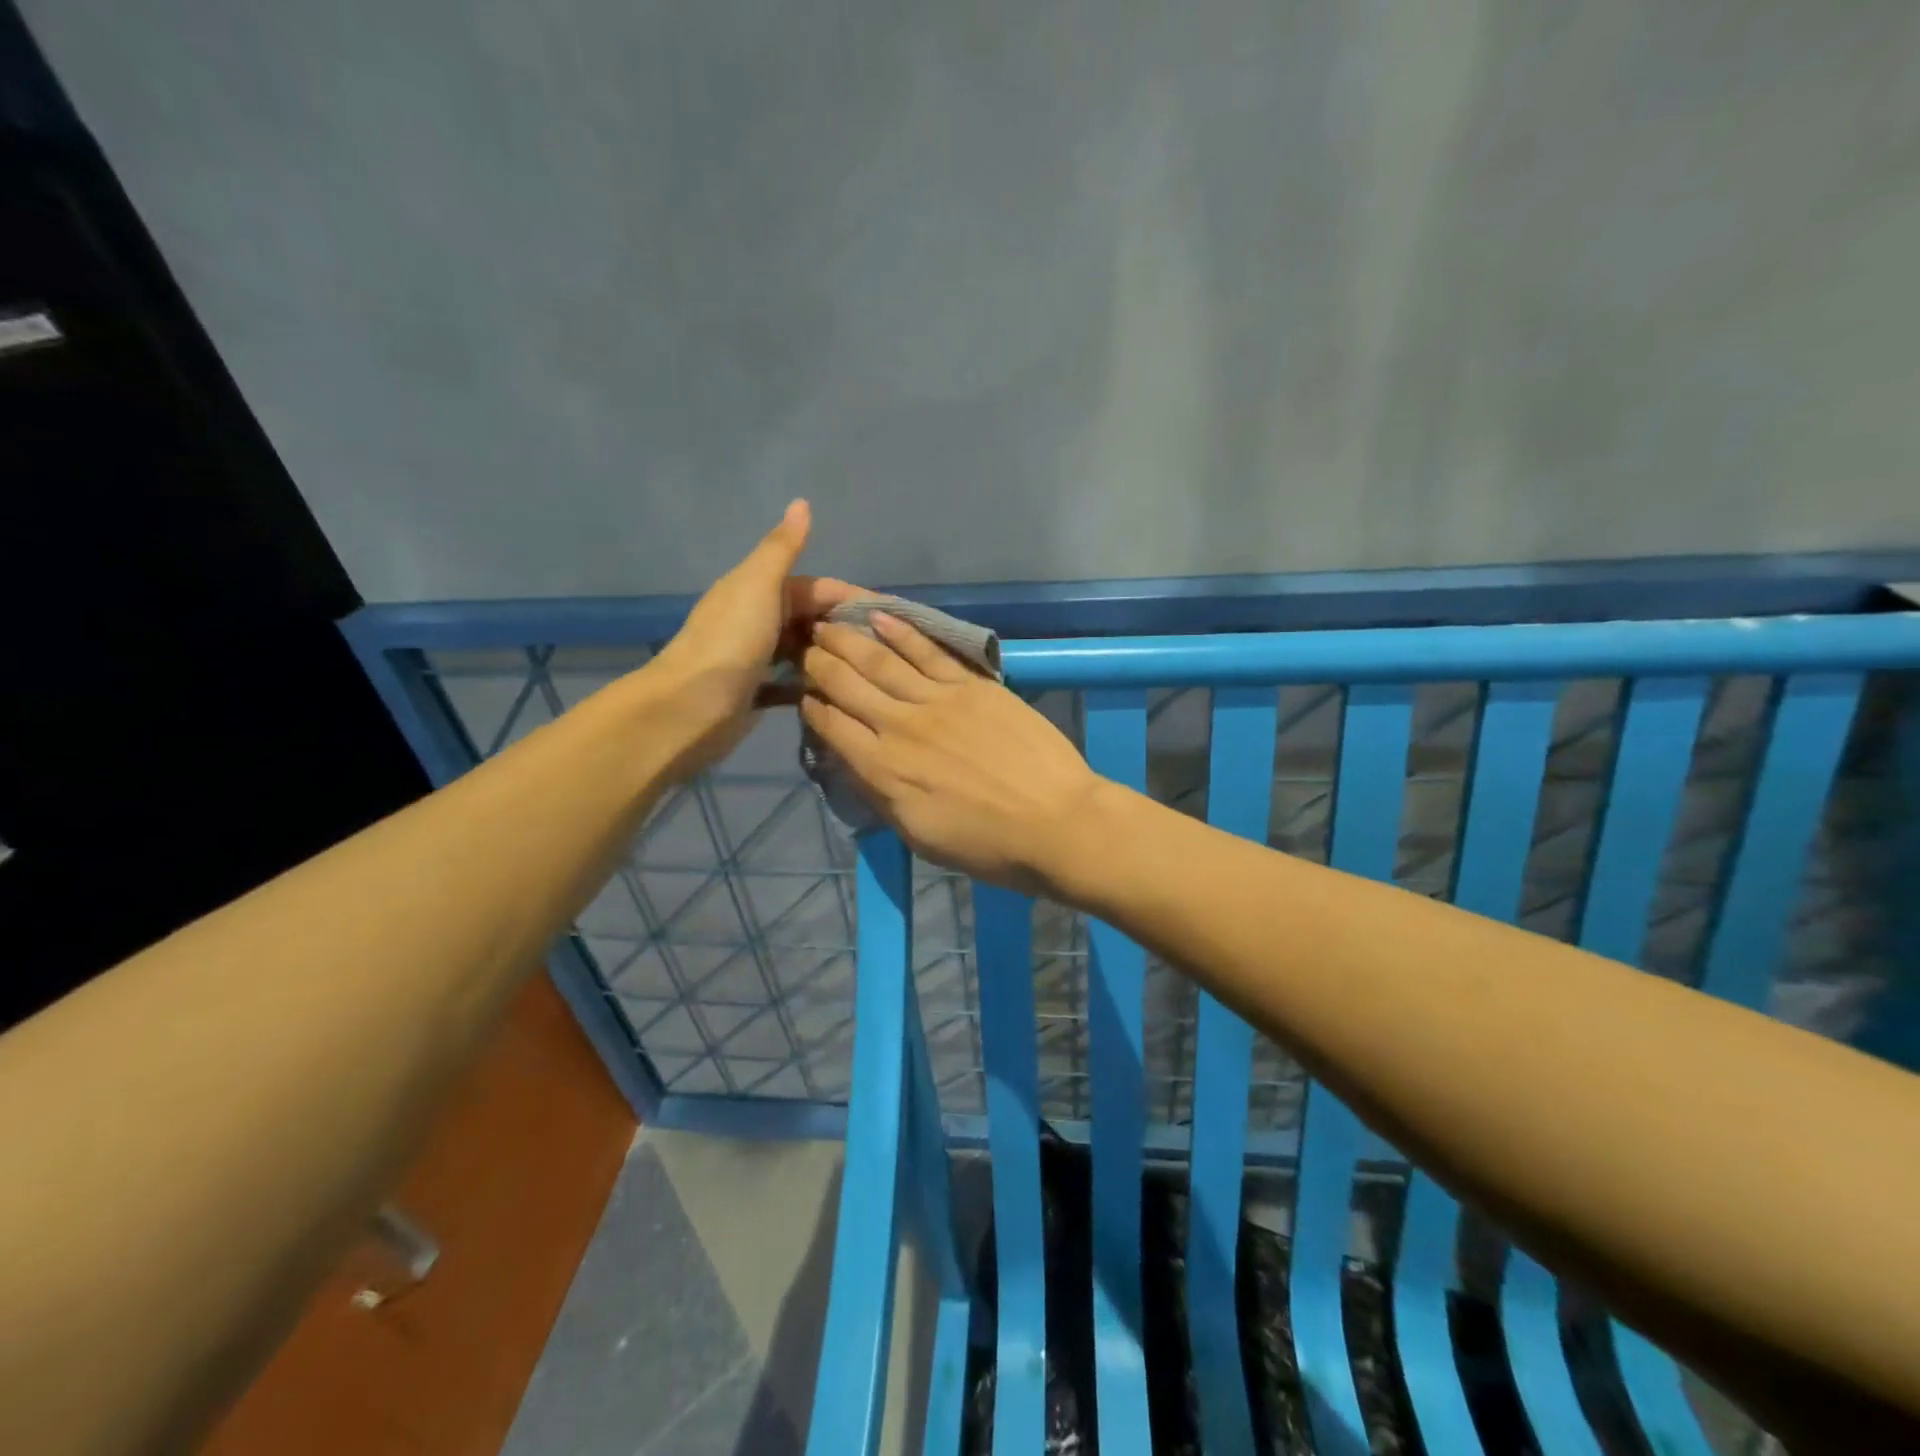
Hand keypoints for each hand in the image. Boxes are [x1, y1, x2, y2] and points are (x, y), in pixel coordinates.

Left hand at [645, 500, 863, 775]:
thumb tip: (802, 502)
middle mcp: (755, 619)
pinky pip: (792, 684)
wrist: (691, 707)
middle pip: (810, 618)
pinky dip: (812, 685)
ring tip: (869, 673)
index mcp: (756, 589)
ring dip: (830, 657)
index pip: (815, 587)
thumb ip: (783, 548)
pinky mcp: (755, 692)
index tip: (888, 616)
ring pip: (803, 651)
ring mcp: (755, 658)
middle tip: (884, 651)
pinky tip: (838, 695)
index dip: (850, 597)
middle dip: (843, 629)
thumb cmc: (731, 641)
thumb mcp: (759, 585)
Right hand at [799, 613, 1104, 892]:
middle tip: (803, 645)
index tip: (801, 692)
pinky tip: (880, 616)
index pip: (832, 726)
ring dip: (848, 638)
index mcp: (884, 770)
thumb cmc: (987, 845)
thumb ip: (880, 796)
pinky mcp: (972, 685)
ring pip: (881, 660)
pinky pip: (928, 652)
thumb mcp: (919, 836)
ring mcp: (938, 700)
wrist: (1056, 823)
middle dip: (819, 662)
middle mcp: (900, 727)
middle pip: (848, 685)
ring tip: (826, 622)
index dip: (811, 706)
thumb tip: (852, 764)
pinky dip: (901, 632)